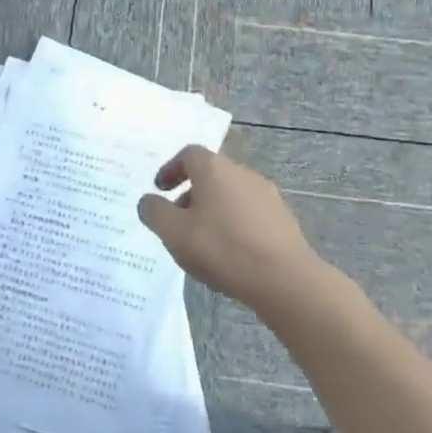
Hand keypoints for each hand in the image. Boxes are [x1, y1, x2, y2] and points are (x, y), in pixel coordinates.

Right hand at [137, 146, 323, 317]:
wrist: (284, 278)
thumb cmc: (222, 248)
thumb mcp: (174, 233)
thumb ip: (155, 212)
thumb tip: (147, 201)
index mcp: (215, 169)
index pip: (189, 154)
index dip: (170, 169)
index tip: (160, 189)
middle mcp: (242, 173)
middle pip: (211, 174)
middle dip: (190, 193)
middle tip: (177, 220)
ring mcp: (266, 195)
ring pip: (230, 194)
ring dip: (212, 210)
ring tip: (201, 241)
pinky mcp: (282, 219)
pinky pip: (248, 213)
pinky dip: (232, 223)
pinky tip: (229, 252)